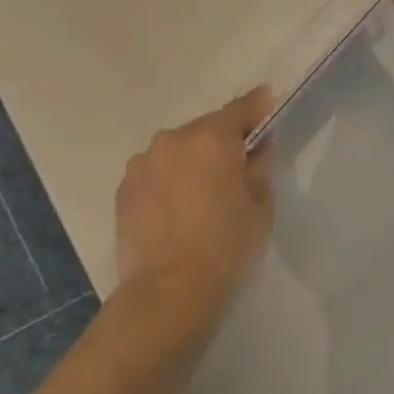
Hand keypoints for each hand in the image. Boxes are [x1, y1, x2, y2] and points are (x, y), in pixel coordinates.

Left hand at [116, 88, 274, 312]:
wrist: (169, 289)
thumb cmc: (226, 246)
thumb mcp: (260, 206)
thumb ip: (260, 164)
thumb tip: (258, 143)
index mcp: (212, 138)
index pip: (240, 109)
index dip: (258, 107)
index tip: (268, 104)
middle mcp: (173, 139)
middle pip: (205, 130)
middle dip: (221, 143)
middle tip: (234, 171)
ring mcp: (143, 161)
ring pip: (177, 151)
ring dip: (191, 162)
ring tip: (199, 197)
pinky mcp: (125, 186)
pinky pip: (155, 172)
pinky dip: (167, 181)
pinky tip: (174, 210)